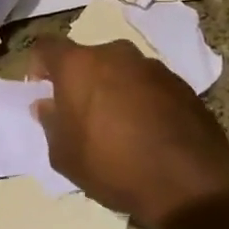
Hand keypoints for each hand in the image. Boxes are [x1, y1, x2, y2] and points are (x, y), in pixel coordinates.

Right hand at [27, 37, 228, 228]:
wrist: (190, 182)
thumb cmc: (113, 165)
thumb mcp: (64, 155)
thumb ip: (50, 124)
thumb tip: (47, 105)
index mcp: (78, 65)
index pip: (46, 46)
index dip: (38, 66)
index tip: (42, 91)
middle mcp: (115, 54)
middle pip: (86, 58)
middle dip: (79, 80)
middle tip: (79, 113)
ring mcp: (152, 66)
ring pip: (119, 70)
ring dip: (112, 89)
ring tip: (116, 126)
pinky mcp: (181, 84)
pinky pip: (147, 85)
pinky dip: (140, 100)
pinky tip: (145, 132)